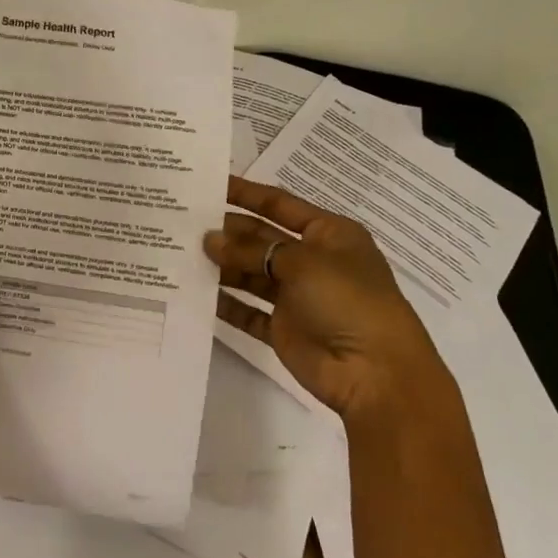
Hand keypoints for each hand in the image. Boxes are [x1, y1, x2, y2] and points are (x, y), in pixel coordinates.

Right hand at [205, 175, 456, 425]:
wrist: (375, 374)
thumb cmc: (348, 301)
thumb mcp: (302, 263)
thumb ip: (251, 250)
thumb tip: (209, 240)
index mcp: (328, 234)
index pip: (279, 204)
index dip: (246, 193)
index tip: (209, 184)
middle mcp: (312, 261)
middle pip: (261, 239)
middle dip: (227, 231)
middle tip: (183, 222)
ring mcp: (297, 297)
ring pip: (251, 273)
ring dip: (222, 265)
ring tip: (182, 253)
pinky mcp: (283, 329)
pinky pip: (247, 311)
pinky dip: (225, 303)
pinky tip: (195, 293)